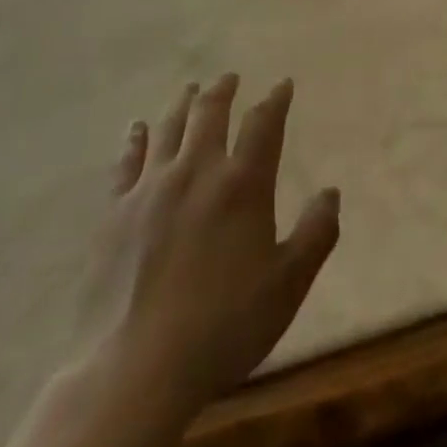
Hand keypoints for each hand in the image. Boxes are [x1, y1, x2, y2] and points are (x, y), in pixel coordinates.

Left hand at [76, 75, 339, 423]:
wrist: (136, 370)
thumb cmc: (224, 327)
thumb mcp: (288, 285)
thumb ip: (316, 233)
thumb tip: (331, 192)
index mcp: (243, 184)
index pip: (264, 125)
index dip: (275, 100)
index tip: (282, 85)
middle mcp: (198, 171)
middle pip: (211, 113)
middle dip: (223, 90)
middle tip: (229, 77)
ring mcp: (152, 188)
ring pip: (170, 128)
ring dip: (184, 104)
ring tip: (191, 89)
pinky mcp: (116, 212)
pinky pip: (127, 162)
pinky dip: (135, 139)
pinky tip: (137, 127)